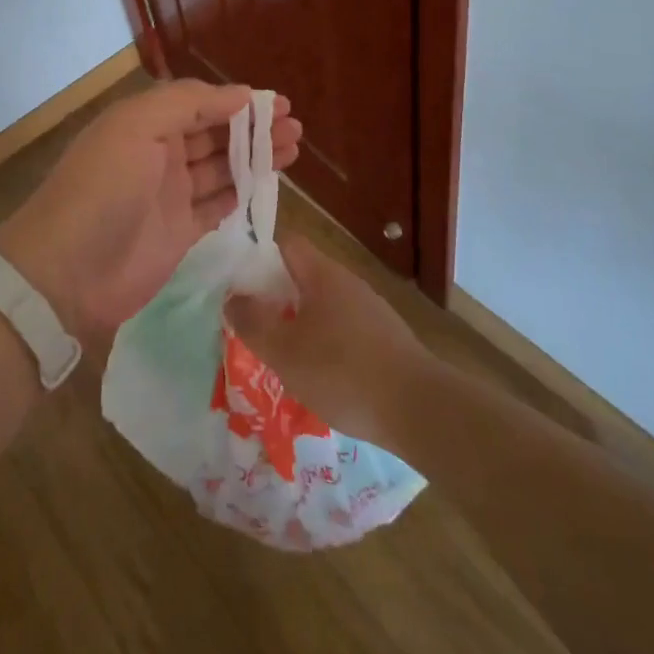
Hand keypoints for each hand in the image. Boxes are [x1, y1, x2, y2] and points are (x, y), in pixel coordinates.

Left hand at [0, 80, 300, 344]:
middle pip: (215, 135)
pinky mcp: (179, 233)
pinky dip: (242, 193)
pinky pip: (218, 206)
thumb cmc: (104, 187)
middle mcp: (159, 155)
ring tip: (293, 150)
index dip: (238, 102)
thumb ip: (188, 103)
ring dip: (255, 158)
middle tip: (296, 129)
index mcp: (145, 123)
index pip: (200, 103)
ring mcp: (170, 196)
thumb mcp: (137, 126)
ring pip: (222, 169)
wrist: (67, 270)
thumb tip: (240, 94)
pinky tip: (268, 184)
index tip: (279, 104)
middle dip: (254, 129)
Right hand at [222, 235, 434, 447]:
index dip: (258, 255)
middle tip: (252, 324)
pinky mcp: (385, 339)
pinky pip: (343, 330)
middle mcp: (347, 283)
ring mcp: (370, 311)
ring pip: (322, 306)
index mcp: (322, 274)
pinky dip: (324, 344)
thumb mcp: (284, 351)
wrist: (420, 410)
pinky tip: (319, 377)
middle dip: (275, 296)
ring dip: (299, 323)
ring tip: (280, 355)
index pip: (286, 243)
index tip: (237, 280)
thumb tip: (233, 298)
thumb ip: (253, 323)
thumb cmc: (342, 372)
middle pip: (302, 276)